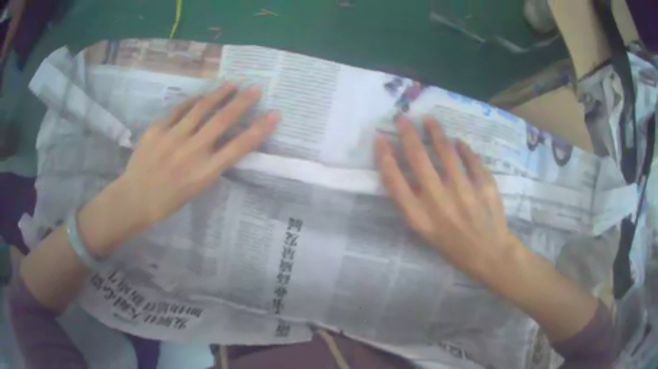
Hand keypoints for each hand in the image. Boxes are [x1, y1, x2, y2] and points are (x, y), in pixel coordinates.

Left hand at [117, 82, 279, 226]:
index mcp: (204, 173)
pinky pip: (178, 110)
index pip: (238, 148)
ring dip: (219, 94)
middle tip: (256, 89)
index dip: (259, 130)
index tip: (274, 115)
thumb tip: (224, 138)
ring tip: (231, 84)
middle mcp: (191, 152)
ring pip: (200, 108)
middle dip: (242, 103)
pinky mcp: (157, 129)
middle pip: (222, 121)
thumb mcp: (196, 188)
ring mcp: (172, 138)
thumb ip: (211, 163)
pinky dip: (192, 101)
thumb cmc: (168, 200)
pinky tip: (200, 96)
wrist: (135, 198)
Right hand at [375, 116, 523, 289]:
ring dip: (434, 131)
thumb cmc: (454, 246)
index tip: (380, 138)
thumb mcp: (426, 233)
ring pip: (444, 150)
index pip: (394, 179)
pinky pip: (470, 158)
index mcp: (419, 216)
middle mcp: (438, 200)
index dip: (383, 156)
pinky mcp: (484, 184)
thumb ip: (414, 204)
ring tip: (429, 120)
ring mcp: (463, 190)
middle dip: (407, 132)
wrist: (489, 254)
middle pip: (417, 157)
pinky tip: (459, 143)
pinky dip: (463, 147)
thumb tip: (406, 171)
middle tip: (402, 117)